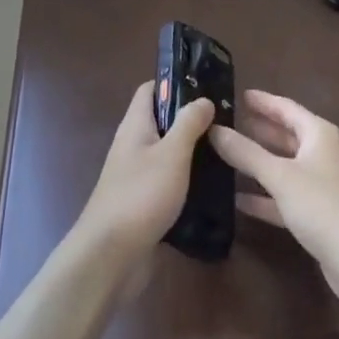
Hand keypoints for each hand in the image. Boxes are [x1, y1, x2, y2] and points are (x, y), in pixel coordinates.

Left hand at [75, 82, 215, 257]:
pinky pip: (168, 182)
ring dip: (191, 151)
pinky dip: (187, 180)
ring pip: (167, 153)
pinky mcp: (144, 203)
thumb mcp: (172, 154)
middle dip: (190, 119)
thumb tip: (202, 98)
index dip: (175, 83)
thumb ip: (188, 124)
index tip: (206, 86)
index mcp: (135, 125)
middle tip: (226, 122)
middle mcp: (133, 145)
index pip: (151, 90)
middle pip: (161, 121)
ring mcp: (136, 176)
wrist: (111, 255)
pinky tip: (212, 188)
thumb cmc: (141, 195)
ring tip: (225, 152)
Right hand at [209, 90, 338, 315]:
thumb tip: (213, 129)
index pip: (286, 108)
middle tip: (224, 124)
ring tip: (224, 155)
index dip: (262, 101)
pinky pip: (285, 197)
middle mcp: (322, 154)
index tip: (236, 94)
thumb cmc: (324, 206)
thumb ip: (245, 152)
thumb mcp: (280, 175)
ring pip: (284, 167)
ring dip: (257, 163)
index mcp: (319, 134)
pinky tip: (237, 199)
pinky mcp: (317, 216)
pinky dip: (264, 197)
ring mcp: (321, 186)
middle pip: (286, 136)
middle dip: (257, 130)